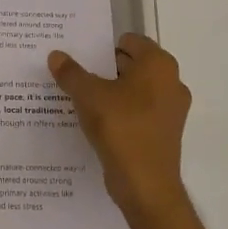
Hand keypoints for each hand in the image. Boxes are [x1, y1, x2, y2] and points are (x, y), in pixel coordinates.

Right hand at [48, 34, 192, 228]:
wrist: (147, 187)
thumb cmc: (122, 128)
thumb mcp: (88, 96)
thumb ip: (71, 73)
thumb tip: (56, 55)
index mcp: (159, 64)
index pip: (129, 41)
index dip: (103, 46)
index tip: (80, 54)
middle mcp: (171, 81)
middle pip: (132, 64)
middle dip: (104, 69)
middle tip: (75, 74)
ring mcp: (171, 109)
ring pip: (134, 90)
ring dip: (111, 92)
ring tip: (80, 98)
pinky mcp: (164, 133)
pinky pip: (138, 112)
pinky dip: (120, 112)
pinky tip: (95, 121)